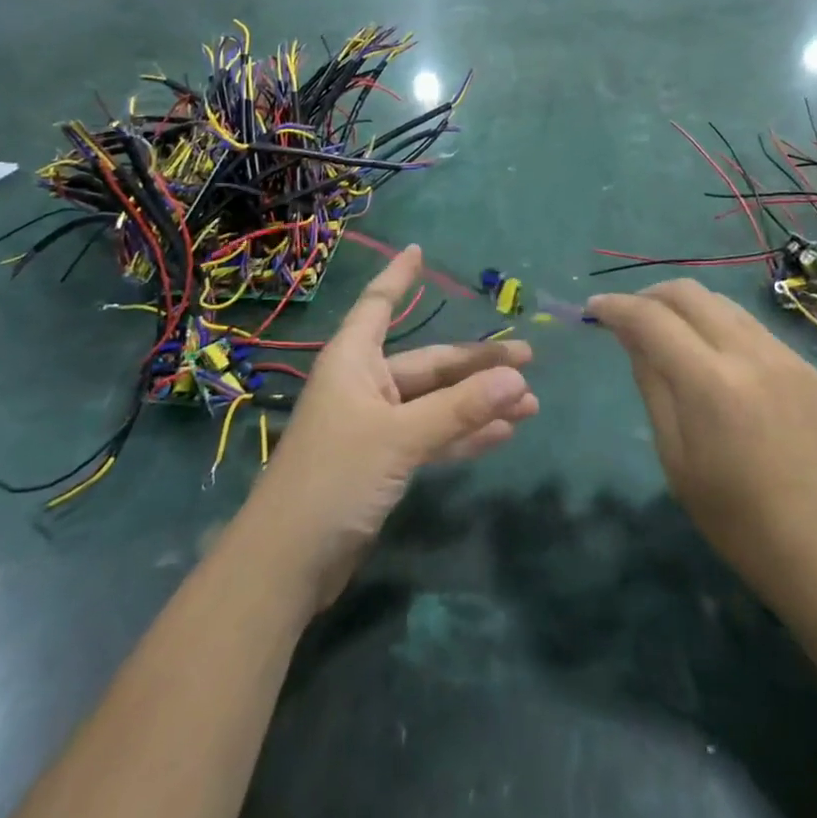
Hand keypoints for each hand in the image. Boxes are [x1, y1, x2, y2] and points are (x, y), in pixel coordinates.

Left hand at [245, 246, 538, 608]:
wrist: (287, 565)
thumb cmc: (334, 479)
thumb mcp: (400, 438)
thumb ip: (459, 409)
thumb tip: (517, 377)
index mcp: (353, 361)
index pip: (379, 305)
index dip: (398, 278)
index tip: (419, 252)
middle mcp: (365, 385)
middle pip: (428, 363)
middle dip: (476, 363)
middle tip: (528, 359)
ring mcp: (375, 426)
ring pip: (436, 402)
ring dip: (478, 402)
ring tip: (529, 403)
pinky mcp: (383, 462)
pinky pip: (432, 436)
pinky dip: (464, 435)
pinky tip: (502, 435)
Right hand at [587, 280, 816, 609]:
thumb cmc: (732, 514)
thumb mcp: (674, 454)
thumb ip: (651, 382)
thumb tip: (629, 334)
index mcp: (710, 384)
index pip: (652, 318)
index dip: (616, 306)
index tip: (594, 309)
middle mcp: (749, 354)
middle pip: (688, 292)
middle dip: (649, 294)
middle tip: (629, 316)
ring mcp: (783, 354)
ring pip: (721, 302)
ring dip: (686, 306)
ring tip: (668, 331)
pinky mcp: (805, 364)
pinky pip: (750, 325)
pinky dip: (719, 326)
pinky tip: (713, 356)